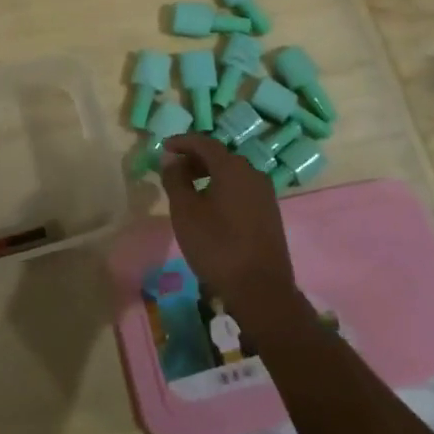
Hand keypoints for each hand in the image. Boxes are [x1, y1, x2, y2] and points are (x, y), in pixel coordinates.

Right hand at [159, 134, 299, 322]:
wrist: (262, 291)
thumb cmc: (217, 247)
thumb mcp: (185, 212)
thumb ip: (175, 180)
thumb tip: (172, 159)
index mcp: (232, 167)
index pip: (204, 142)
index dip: (182, 142)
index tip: (164, 148)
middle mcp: (252, 173)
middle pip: (220, 156)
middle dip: (194, 159)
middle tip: (174, 171)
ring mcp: (265, 194)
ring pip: (232, 174)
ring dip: (208, 175)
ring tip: (189, 191)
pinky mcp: (270, 213)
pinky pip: (242, 189)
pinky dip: (222, 189)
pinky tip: (211, 208)